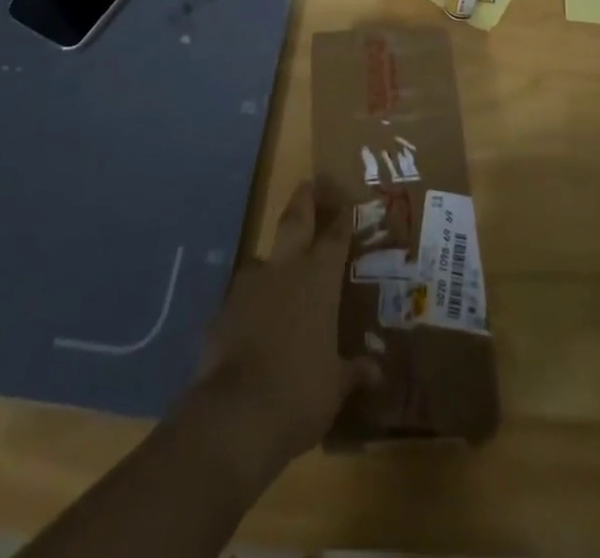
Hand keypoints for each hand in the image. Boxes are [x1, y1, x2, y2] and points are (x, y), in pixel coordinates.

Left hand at [185, 178, 376, 477]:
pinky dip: (252, 301)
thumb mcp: (336, 387)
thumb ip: (354, 372)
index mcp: (319, 280)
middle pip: (295, 221)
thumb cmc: (300, 393)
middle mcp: (285, 270)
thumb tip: (377, 372)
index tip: (345, 202)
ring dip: (274, 259)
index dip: (341, 219)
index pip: (334, 238)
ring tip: (281, 269)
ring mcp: (249, 286)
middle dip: (304, 201)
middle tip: (309, 183)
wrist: (234, 416)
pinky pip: (243, 295)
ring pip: (264, 258)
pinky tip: (255, 319)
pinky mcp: (222, 310)